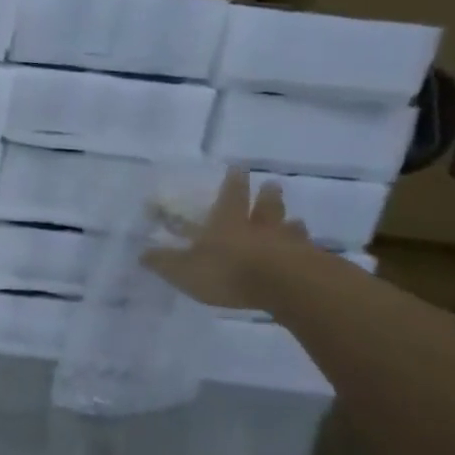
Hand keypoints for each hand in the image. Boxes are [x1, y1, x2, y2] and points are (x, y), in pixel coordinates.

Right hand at [140, 169, 313, 309]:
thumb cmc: (228, 272)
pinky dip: (308, 251)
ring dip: (291, 224)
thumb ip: (164, 262)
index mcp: (228, 223)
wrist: (285, 286)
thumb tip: (142, 253)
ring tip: (296, 220)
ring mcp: (288, 244)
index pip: (230, 196)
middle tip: (272, 184)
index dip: (232, 182)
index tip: (238, 168)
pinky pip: (309, 253)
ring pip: (290, 228)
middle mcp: (259, 228)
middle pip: (265, 207)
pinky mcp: (310, 265)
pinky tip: (312, 254)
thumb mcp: (184, 270)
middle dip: (266, 196)